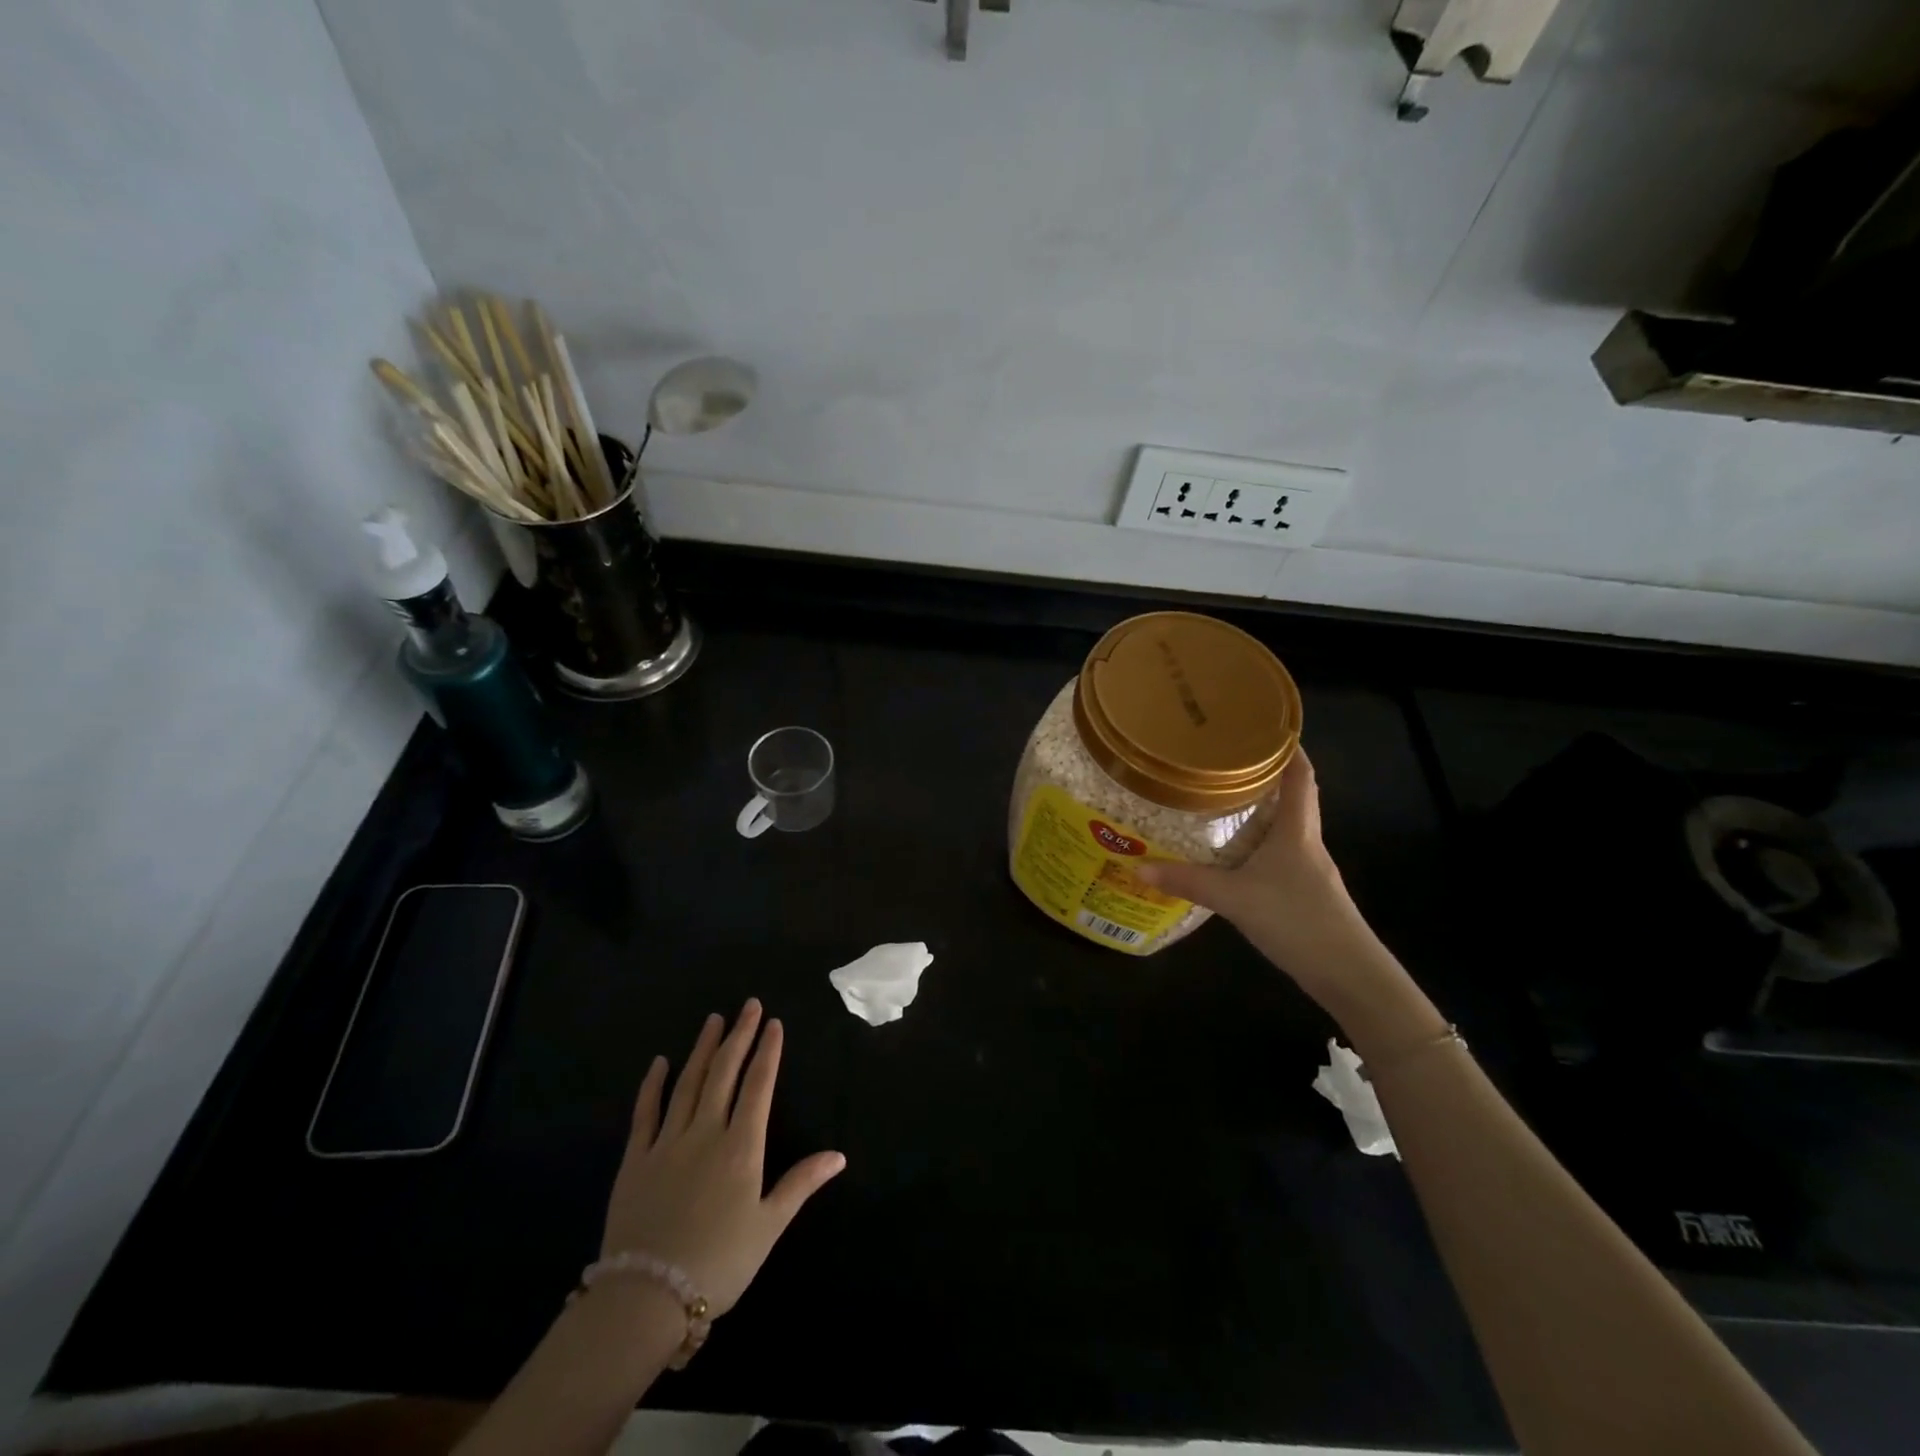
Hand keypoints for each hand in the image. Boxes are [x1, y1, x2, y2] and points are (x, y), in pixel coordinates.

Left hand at [601, 1000, 844, 1316]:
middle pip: (725, 1073)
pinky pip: (646, 1112)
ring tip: (713, 1020)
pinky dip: (653, 1085)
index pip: (758, 1086)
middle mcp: (706, 1132)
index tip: (774, 1023)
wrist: (646, 1298)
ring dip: (703, 1049)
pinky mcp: (636, 1159)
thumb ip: (801, 1184)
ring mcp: (668, 1142)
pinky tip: (660, 1062)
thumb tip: (839, 1155)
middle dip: (739, 1036)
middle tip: (748, 1006)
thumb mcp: (768, 1227)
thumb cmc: (719, 1263)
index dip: (768, 1052)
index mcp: (741, 1147)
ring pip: (689, 1083)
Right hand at [1137, 750, 1395, 1008]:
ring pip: (1284, 827)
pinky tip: (1233, 853)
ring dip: (1260, 810)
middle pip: (1292, 797)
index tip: (1266, 726)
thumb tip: (1138, 866)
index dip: (1289, 748)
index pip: (1301, 775)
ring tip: (1223, 798)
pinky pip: (1278, 854)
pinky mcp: (1303, 892)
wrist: (1348, 973)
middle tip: (1227, 759)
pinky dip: (1257, 843)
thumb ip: (1188, 881)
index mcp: (1297, 830)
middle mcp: (1306, 841)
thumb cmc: (1297, 920)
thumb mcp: (1235, 898)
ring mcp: (1308, 869)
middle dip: (1265, 776)